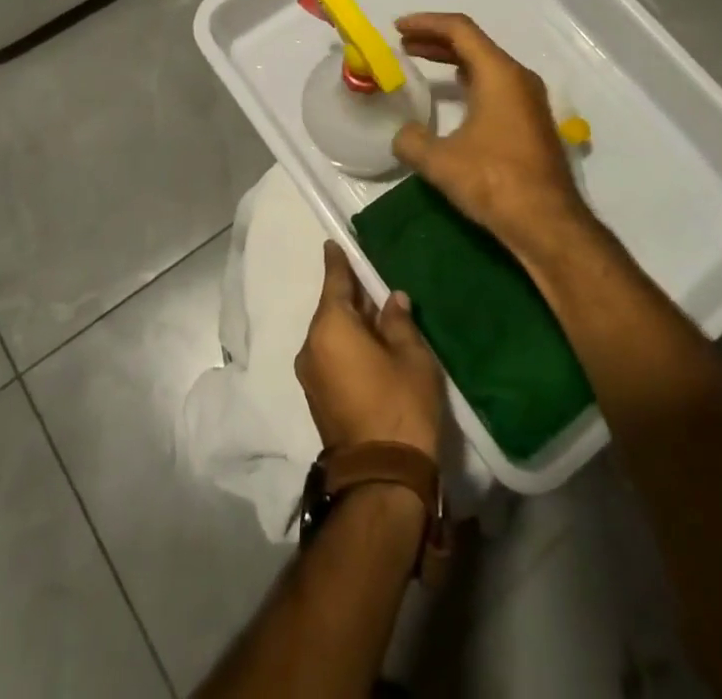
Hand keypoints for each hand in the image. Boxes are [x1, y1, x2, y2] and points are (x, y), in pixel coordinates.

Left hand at [296, 242, 442, 460]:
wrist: (382, 477)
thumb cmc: (399, 405)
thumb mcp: (411, 356)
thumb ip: (399, 321)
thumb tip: (392, 299)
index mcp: (330, 327)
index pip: (334, 282)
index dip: (337, 262)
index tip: (333, 243)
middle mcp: (311, 346)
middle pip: (331, 309)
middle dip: (350, 295)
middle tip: (371, 278)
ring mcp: (310, 375)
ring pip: (330, 334)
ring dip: (351, 322)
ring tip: (376, 311)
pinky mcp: (317, 397)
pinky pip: (330, 355)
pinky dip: (346, 344)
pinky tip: (369, 343)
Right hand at [391, 12, 594, 257]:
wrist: (548, 223)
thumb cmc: (494, 181)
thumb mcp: (440, 161)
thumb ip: (412, 141)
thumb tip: (403, 135)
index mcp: (499, 74)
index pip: (459, 29)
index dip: (426, 23)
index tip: (397, 27)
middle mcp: (518, 78)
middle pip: (474, 44)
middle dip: (436, 40)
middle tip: (404, 43)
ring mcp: (529, 100)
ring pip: (487, 64)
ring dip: (453, 59)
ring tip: (422, 61)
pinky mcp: (532, 122)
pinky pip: (496, 85)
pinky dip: (470, 79)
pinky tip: (455, 93)